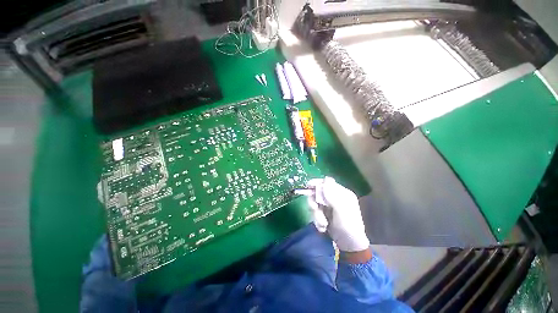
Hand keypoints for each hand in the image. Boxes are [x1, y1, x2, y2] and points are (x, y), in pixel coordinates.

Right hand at [296, 177, 369, 251]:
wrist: (349, 246)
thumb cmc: (348, 226)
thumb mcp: (341, 210)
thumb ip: (332, 195)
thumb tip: (326, 178)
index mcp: (342, 193)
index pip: (327, 183)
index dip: (317, 183)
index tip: (308, 186)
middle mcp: (335, 198)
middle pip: (318, 193)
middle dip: (315, 202)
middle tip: (315, 209)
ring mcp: (329, 207)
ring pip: (315, 204)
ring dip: (316, 215)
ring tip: (323, 224)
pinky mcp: (324, 215)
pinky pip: (315, 213)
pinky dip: (317, 220)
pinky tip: (324, 228)